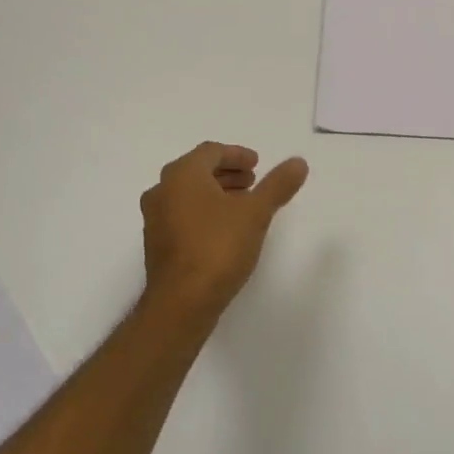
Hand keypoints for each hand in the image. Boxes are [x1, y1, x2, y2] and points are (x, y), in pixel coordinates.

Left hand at [139, 142, 308, 318]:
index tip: (257, 165)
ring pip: (188, 194)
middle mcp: (162, 190)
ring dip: (216, 193)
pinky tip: (224, 229)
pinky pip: (181, 214)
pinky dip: (203, 212)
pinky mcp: (157, 243)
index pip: (211, 151)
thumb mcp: (256, 213)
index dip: (237, 155)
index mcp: (182, 175)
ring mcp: (155, 218)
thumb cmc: (218, 248)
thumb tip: (299, 162)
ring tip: (243, 205)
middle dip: (227, 173)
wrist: (182, 302)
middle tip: (253, 182)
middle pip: (197, 170)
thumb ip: (277, 185)